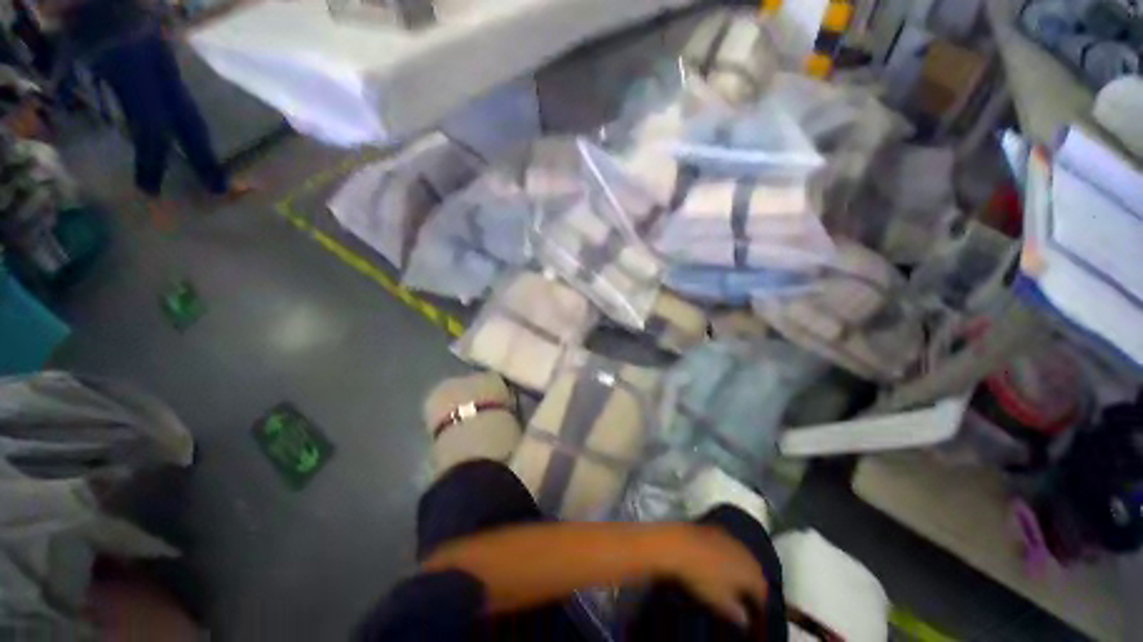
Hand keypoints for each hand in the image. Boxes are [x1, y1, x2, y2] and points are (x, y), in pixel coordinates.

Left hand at [663, 525, 769, 628]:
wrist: (678, 544)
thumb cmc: (701, 577)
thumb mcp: (720, 603)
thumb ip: (736, 614)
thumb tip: (744, 621)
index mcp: (752, 574)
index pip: (763, 594)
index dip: (760, 608)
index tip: (755, 618)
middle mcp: (746, 553)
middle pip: (756, 573)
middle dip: (753, 586)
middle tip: (746, 599)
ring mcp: (730, 538)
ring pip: (743, 557)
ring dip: (741, 569)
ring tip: (733, 581)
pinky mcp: (715, 529)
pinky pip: (728, 545)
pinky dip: (727, 555)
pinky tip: (718, 561)